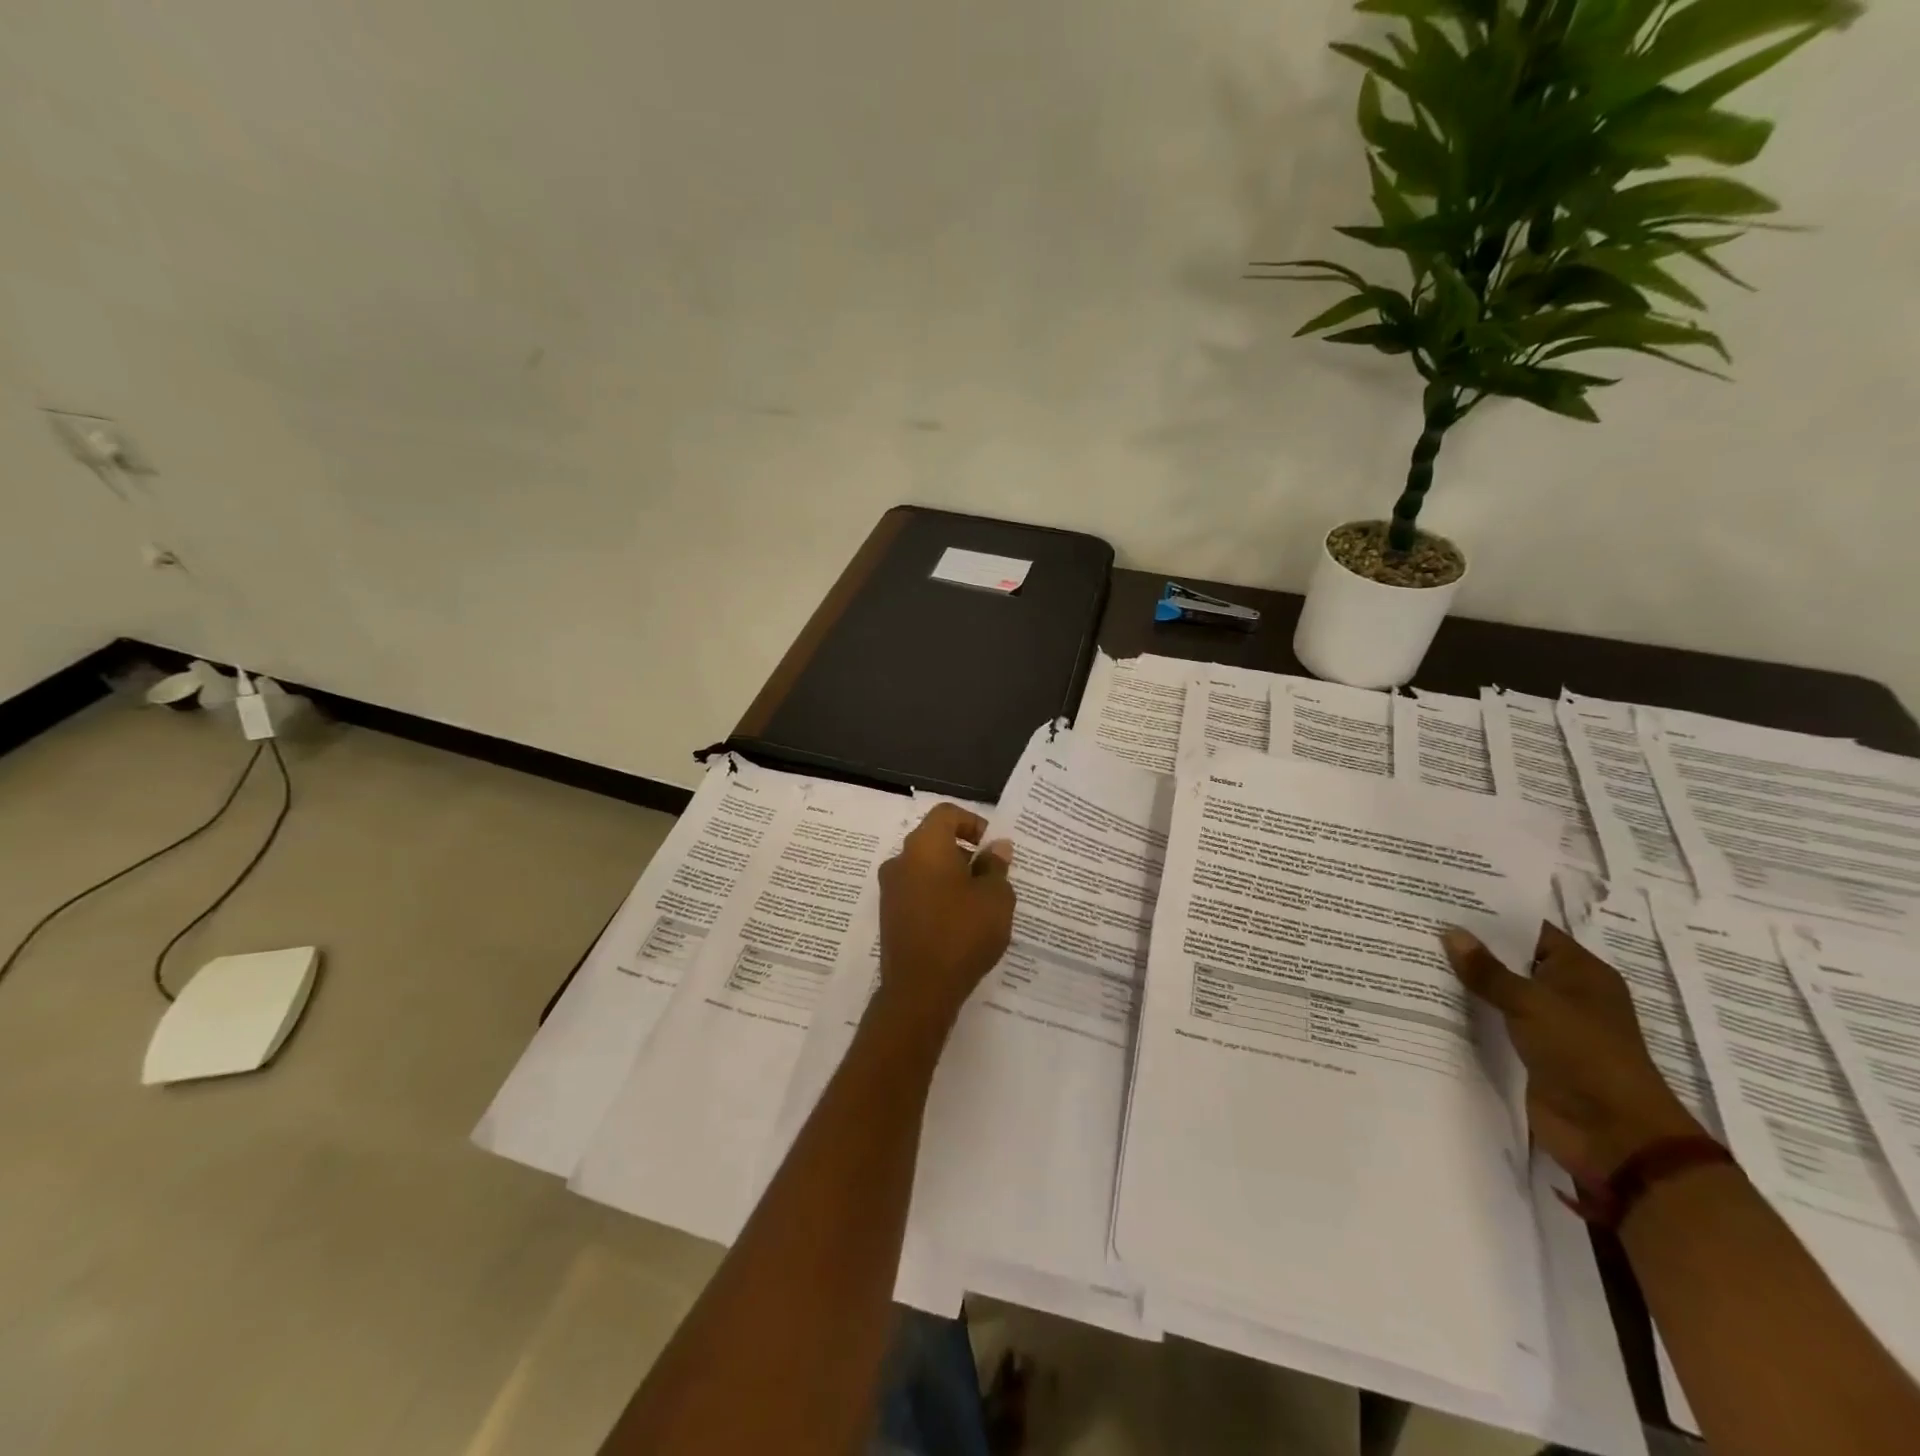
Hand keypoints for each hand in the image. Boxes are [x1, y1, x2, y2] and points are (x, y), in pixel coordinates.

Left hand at [872, 804, 1015, 1040]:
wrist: (919, 990)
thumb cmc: (962, 933)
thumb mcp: (995, 898)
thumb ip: (996, 867)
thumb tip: (997, 847)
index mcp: (925, 846)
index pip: (947, 814)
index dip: (973, 822)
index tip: (992, 846)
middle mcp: (901, 860)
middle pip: (934, 841)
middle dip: (965, 853)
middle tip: (992, 876)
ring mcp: (890, 890)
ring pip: (925, 868)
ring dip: (951, 876)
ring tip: (979, 902)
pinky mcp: (889, 916)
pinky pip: (917, 892)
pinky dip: (937, 896)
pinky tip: (959, 922)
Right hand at [1442, 922, 1704, 1184]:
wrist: (1613, 1134)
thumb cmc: (1584, 1054)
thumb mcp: (1532, 1004)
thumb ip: (1488, 971)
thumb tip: (1450, 932)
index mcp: (1581, 972)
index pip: (1531, 930)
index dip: (1492, 915)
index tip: (1445, 899)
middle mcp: (1566, 993)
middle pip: (1512, 960)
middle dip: (1471, 947)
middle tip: (1419, 923)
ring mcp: (1548, 1025)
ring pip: (1499, 993)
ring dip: (1465, 981)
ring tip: (1413, 954)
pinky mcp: (1530, 1053)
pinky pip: (1493, 1023)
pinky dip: (1467, 1013)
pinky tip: (1427, 998)